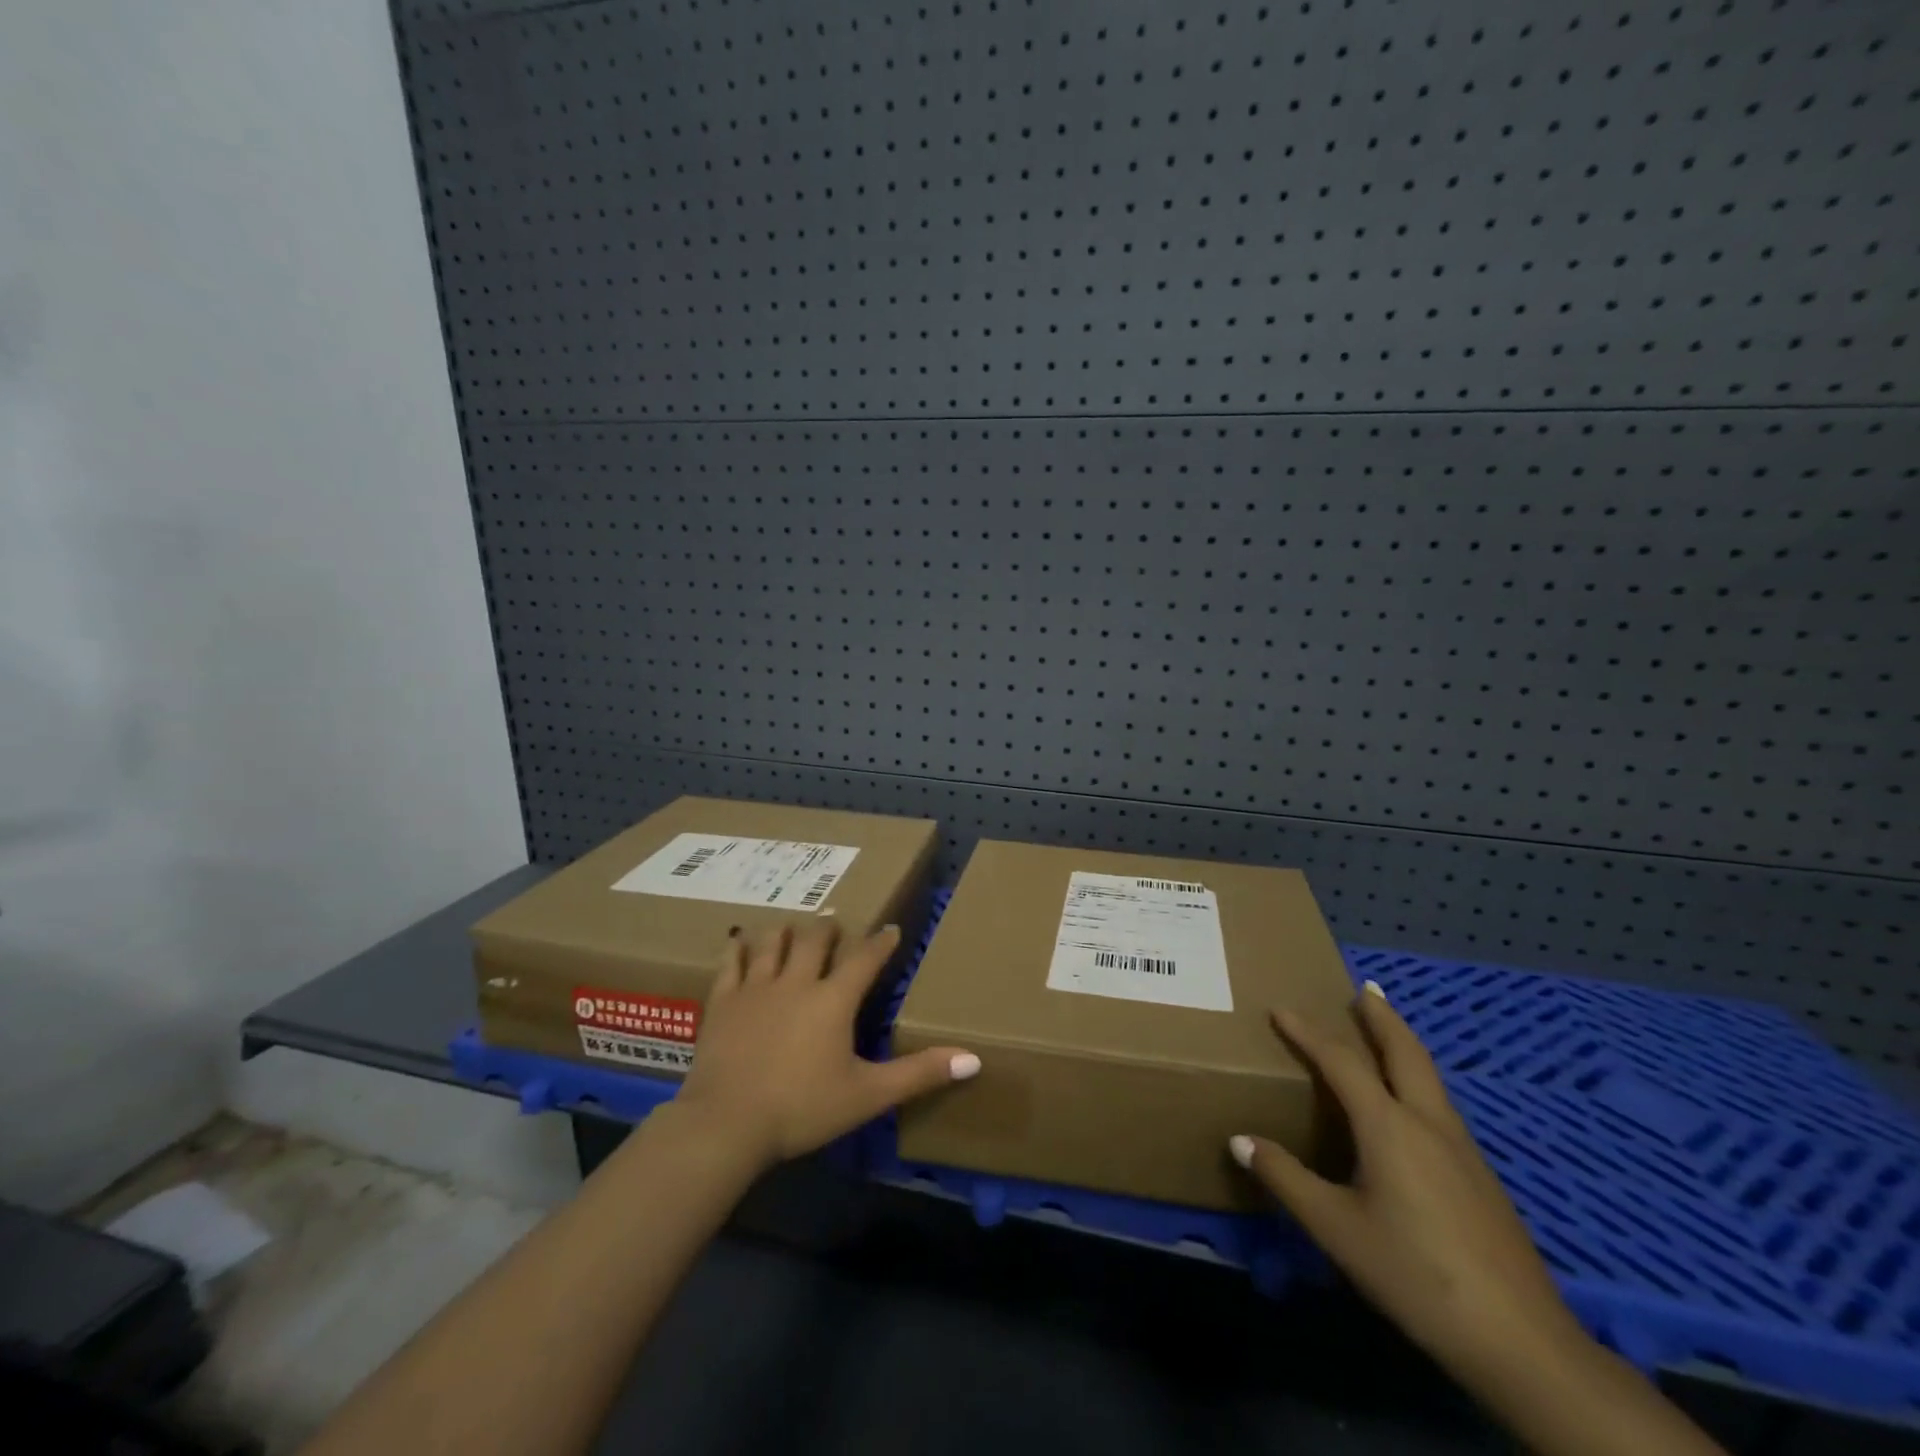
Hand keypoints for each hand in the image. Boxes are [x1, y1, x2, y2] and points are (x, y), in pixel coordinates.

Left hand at [674, 918, 980, 1170]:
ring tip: (792, 926)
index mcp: (834, 1000)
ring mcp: (755, 988)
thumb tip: (974, 1059)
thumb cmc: (802, 1108)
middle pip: (815, 940)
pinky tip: (738, 941)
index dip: (881, 942)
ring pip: (773, 943)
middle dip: (828, 929)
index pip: (865, 958)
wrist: (727, 1124)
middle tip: (834, 923)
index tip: (891, 928)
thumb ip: (919, 1074)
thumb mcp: (868, 1095)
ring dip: (786, 931)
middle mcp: (797, 982)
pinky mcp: (723, 1002)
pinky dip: (737, 948)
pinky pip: (731, 963)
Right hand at [1230, 982, 1584, 1389]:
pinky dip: (1417, 1079)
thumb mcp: (1336, 1229)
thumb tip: (1240, 1140)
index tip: (1281, 1009)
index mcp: (1389, 1126)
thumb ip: (1286, 1179)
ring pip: (1429, 1077)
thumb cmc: (1415, 1275)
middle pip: (1406, 1052)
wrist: (1521, 1342)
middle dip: (1382, 1017)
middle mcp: (1428, 1123)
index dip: (1308, 1032)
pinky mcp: (1479, 1176)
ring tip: (1384, 1033)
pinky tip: (1411, 1106)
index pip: (1341, 1061)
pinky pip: (1439, 1105)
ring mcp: (1461, 1149)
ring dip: (1403, 1045)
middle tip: (1365, 988)